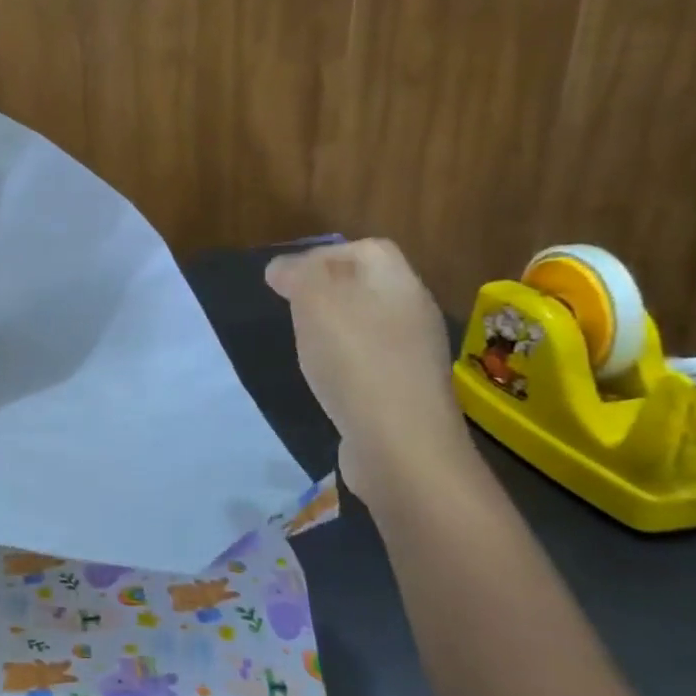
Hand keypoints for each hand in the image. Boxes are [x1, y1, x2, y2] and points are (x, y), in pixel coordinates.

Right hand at [265, 239, 477, 508]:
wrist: (401, 446)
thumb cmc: (355, 361)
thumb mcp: (315, 302)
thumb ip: (296, 275)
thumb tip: (282, 268)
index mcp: (398, 283)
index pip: (366, 249)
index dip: (324, 255)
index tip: (286, 281)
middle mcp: (413, 313)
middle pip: (367, 286)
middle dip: (325, 293)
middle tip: (291, 311)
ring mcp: (413, 355)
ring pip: (367, 324)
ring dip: (333, 329)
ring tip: (304, 345)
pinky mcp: (405, 392)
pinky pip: (370, 361)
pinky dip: (344, 363)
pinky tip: (326, 381)